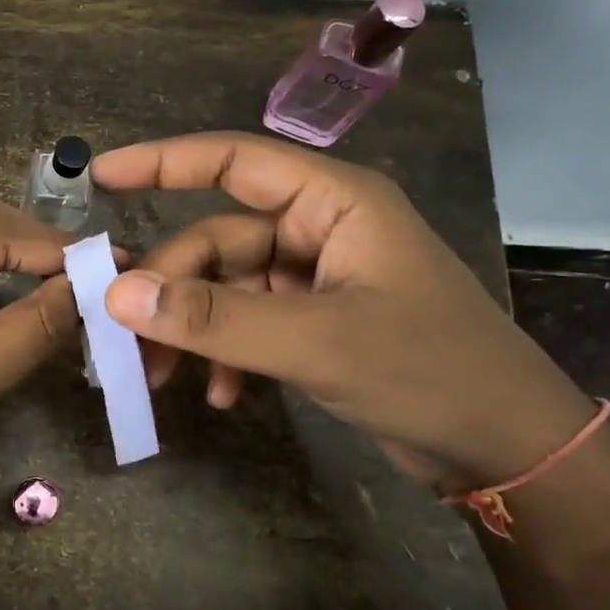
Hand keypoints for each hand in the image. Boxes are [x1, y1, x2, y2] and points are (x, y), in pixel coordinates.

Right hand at [92, 132, 597, 489]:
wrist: (507, 448)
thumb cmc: (429, 371)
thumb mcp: (315, 341)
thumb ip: (215, 317)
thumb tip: (119, 295)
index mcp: (335, 202)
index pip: (235, 161)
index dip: (164, 162)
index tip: (101, 176)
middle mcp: (322, 229)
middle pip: (219, 240)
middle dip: (175, 290)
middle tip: (129, 338)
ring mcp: (318, 278)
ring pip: (228, 287)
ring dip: (194, 330)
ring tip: (163, 379)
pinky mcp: (316, 321)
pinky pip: (249, 322)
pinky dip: (227, 354)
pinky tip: (223, 396)